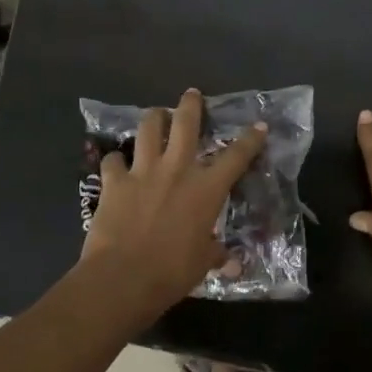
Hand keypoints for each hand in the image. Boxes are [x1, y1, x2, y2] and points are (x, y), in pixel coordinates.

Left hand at [80, 88, 267, 321]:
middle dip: (191, 105)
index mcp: (206, 189)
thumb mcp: (203, 263)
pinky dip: (115, 160)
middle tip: (192, 94)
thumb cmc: (173, 271)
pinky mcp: (114, 181)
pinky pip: (113, 160)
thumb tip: (232, 264)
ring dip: (153, 118)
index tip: (259, 125)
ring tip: (156, 114)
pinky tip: (116, 164)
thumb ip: (217, 255)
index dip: (250, 139)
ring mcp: (143, 171)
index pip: (236, 157)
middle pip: (186, 124)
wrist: (124, 276)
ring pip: (148, 129)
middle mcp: (177, 170)